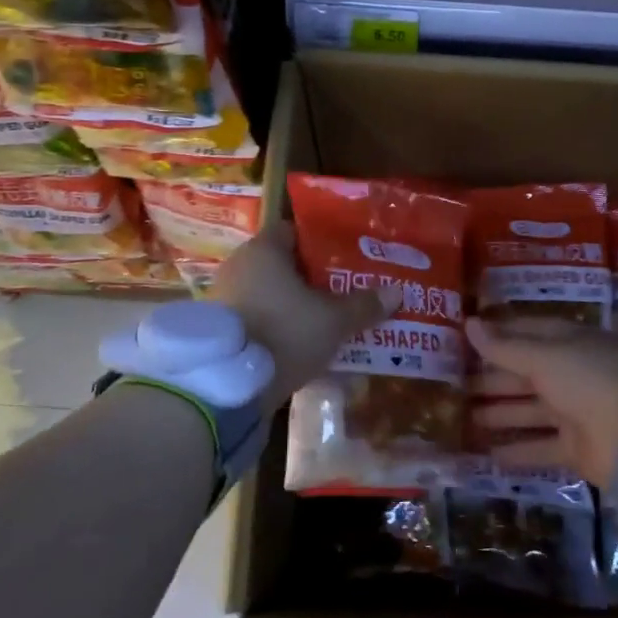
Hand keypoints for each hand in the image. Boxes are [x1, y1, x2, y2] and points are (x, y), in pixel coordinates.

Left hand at [209, 222, 400, 404]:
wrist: (228, 386)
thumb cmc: (284, 333)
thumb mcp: (333, 321)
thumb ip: (363, 305)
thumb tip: (397, 292)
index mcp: (264, 250)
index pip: (293, 232)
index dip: (320, 243)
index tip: (345, 258)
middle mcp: (239, 266)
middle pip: (282, 265)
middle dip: (311, 279)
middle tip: (343, 291)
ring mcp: (224, 299)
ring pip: (269, 295)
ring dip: (293, 306)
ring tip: (326, 322)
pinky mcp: (220, 331)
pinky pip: (256, 319)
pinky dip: (277, 327)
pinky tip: (300, 346)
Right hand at [465, 316, 617, 486]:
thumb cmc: (590, 379)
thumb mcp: (544, 356)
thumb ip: (504, 347)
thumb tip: (468, 323)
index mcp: (570, 342)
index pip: (528, 333)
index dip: (497, 336)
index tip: (464, 340)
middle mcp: (572, 373)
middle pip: (525, 374)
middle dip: (491, 379)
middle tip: (455, 385)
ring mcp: (576, 412)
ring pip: (530, 410)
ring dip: (500, 413)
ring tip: (463, 417)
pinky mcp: (578, 449)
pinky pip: (542, 447)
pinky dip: (518, 451)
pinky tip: (488, 455)